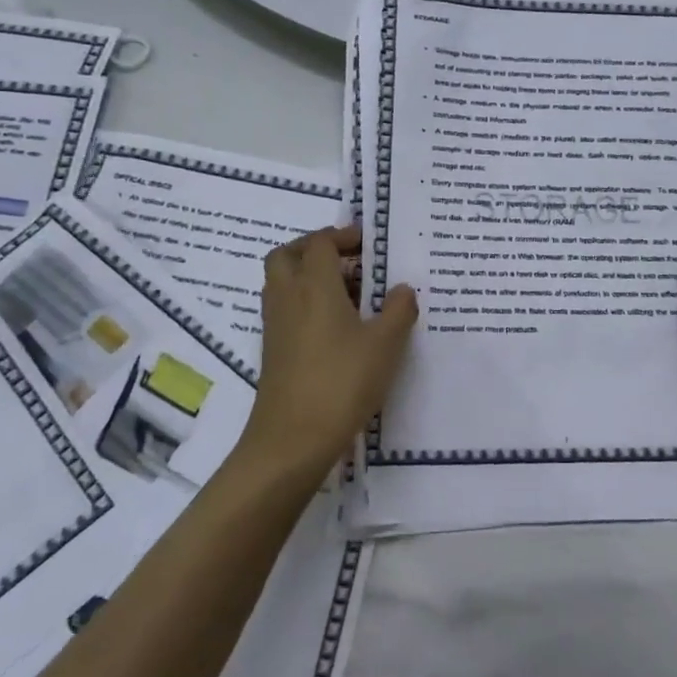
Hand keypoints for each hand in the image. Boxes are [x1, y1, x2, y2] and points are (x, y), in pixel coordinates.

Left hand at [235, 226, 417, 485]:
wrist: (292, 439)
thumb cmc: (342, 382)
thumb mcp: (385, 344)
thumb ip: (398, 310)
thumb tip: (402, 289)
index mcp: (313, 285)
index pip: (320, 242)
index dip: (343, 236)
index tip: (370, 244)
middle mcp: (288, 297)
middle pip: (289, 255)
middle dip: (316, 249)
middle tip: (350, 261)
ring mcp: (275, 325)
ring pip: (284, 283)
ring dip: (310, 277)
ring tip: (351, 295)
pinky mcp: (273, 350)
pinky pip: (286, 309)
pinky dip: (306, 304)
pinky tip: (338, 328)